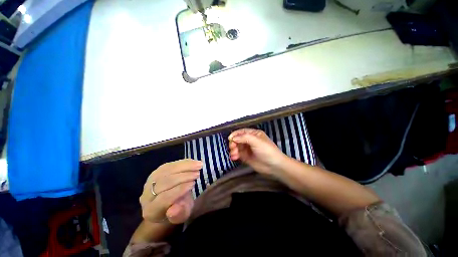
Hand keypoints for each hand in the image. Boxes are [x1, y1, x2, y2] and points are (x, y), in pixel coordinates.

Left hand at [139, 159, 201, 223]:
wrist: (166, 205)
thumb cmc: (176, 212)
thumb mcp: (181, 216)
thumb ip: (178, 214)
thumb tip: (174, 209)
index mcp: (151, 210)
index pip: (164, 198)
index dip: (179, 190)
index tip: (193, 183)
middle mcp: (146, 195)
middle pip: (164, 182)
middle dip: (183, 176)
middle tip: (197, 173)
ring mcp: (150, 181)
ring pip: (167, 170)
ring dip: (184, 166)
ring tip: (198, 165)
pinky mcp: (156, 172)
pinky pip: (169, 165)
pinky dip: (182, 162)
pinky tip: (192, 162)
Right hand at [228, 128, 286, 175]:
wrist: (274, 166)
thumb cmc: (267, 150)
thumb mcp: (256, 141)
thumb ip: (244, 138)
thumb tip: (233, 138)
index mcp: (253, 134)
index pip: (242, 132)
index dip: (235, 134)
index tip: (230, 138)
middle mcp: (250, 140)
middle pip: (237, 139)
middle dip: (233, 143)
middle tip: (232, 148)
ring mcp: (247, 149)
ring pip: (236, 147)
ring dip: (233, 150)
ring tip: (234, 154)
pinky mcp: (246, 157)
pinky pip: (237, 154)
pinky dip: (234, 155)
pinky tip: (234, 157)